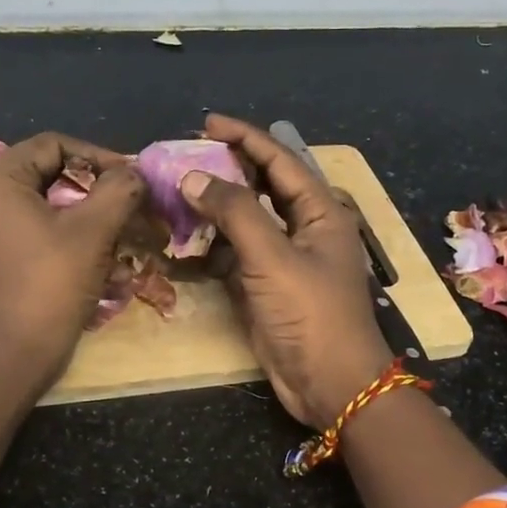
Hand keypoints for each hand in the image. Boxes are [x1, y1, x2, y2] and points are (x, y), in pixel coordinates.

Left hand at [0, 132, 146, 392]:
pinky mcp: (1, 250)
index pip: (54, 145)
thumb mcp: (93, 229)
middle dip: (97, 188)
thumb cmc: (51, 282)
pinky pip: (42, 226)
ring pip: (51, 202)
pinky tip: (105, 252)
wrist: (16, 352)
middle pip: (52, 172)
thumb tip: (135, 174)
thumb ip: (119, 189)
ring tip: (126, 227)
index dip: (98, 156)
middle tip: (132, 201)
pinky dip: (74, 233)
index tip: (131, 178)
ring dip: (91, 212)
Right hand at [179, 114, 391, 427]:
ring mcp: (284, 259)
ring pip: (246, 220)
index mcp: (320, 211)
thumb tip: (193, 177)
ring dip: (214, 206)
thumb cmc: (311, 313)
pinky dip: (211, 244)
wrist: (329, 384)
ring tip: (176, 190)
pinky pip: (235, 253)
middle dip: (227, 168)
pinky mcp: (266, 286)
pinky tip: (183, 236)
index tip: (206, 123)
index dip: (245, 137)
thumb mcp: (273, 257)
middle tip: (185, 155)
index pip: (280, 160)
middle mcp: (304, 228)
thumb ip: (234, 212)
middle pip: (263, 186)